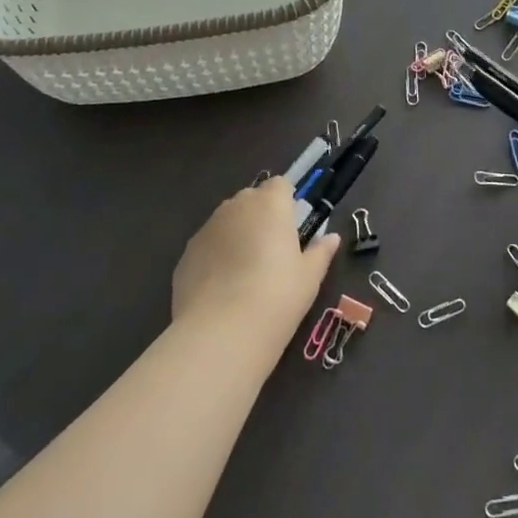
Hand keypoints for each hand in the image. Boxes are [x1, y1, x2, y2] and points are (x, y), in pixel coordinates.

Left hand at [172, 176, 340, 338]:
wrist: (221, 333)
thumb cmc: (277, 297)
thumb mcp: (309, 278)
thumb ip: (320, 252)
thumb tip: (332, 238)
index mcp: (270, 204)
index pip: (280, 185)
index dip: (286, 202)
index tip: (292, 228)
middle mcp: (236, 207)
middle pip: (251, 199)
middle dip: (261, 217)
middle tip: (272, 252)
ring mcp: (207, 229)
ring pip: (227, 222)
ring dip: (237, 236)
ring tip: (245, 274)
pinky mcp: (186, 254)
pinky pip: (207, 246)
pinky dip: (216, 258)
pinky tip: (222, 289)